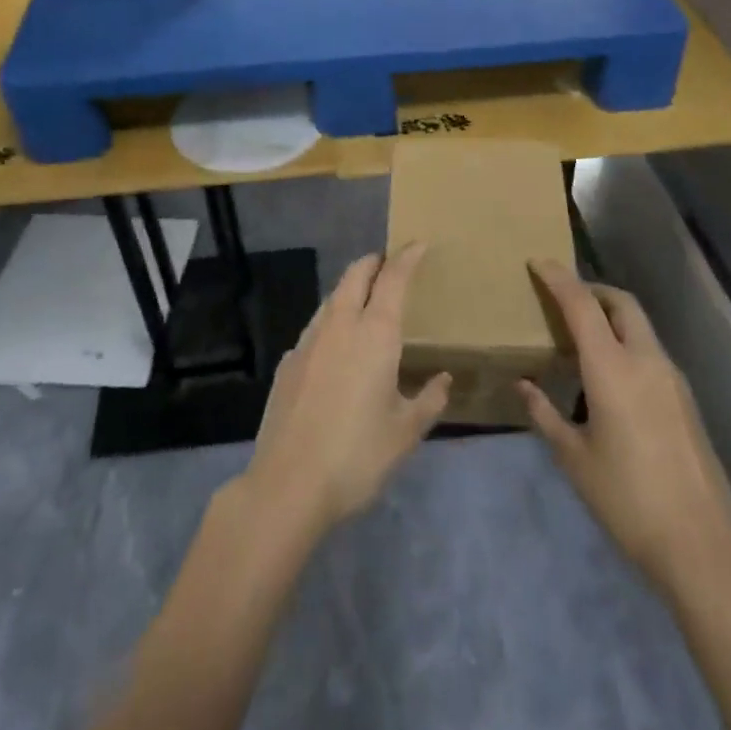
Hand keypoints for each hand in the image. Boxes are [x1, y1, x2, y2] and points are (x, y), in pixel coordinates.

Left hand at [241, 248, 449, 540]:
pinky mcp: (288, 362)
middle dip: (374, 262)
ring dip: (350, 288)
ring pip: (332, 297)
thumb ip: (429, 400)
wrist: (288, 485)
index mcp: (375, 334)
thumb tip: (442, 379)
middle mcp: (340, 325)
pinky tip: (335, 345)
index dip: (407, 257)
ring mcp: (308, 341)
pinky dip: (331, 320)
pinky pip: (315, 326)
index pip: (393, 279)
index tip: (417, 244)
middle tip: (389, 263)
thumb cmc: (358, 455)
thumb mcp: (405, 433)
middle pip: (356, 275)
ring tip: (365, 300)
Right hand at [519, 260, 730, 596]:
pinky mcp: (686, 399)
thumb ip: (545, 414)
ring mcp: (672, 378)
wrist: (701, 543)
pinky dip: (627, 343)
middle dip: (592, 289)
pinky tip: (611, 376)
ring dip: (612, 317)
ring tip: (583, 339)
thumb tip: (524, 386)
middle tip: (564, 298)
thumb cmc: (626, 498)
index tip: (538, 262)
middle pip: (621, 302)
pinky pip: (651, 351)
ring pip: (640, 325)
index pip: (582, 305)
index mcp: (612, 368)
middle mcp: (646, 360)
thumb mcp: (574, 458)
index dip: (558, 278)